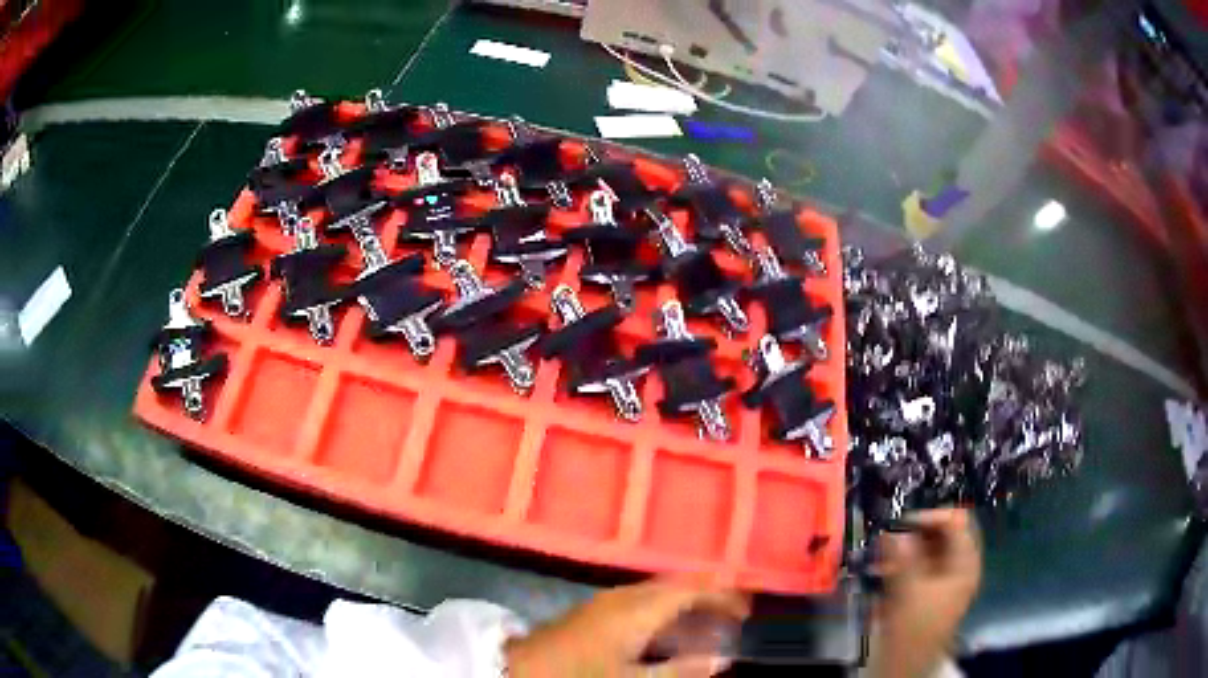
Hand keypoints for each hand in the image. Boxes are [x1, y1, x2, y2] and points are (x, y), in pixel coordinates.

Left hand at [505, 577, 749, 677]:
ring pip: (661, 593)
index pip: (692, 589)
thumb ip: (681, 670)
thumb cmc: (581, 674)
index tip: (749, 604)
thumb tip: (723, 660)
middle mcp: (626, 596)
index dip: (723, 594)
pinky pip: (644, 601)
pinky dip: (667, 610)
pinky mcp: (598, 610)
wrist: (522, 668)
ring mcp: (609, 601)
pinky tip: (673, 629)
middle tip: (738, 612)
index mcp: (639, 609)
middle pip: (678, 585)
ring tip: (714, 620)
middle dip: (710, 595)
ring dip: (689, 603)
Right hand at [870, 508, 981, 677]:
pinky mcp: (928, 592)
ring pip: (928, 551)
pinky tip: (880, 570)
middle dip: (916, 532)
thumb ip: (904, 558)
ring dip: (905, 548)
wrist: (905, 667)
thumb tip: (896, 530)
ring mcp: (944, 580)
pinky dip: (901, 564)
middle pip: (943, 535)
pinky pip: (918, 567)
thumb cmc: (914, 630)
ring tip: (879, 553)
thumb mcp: (909, 592)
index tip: (902, 522)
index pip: (957, 522)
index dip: (932, 517)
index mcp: (965, 564)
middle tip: (889, 534)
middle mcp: (959, 567)